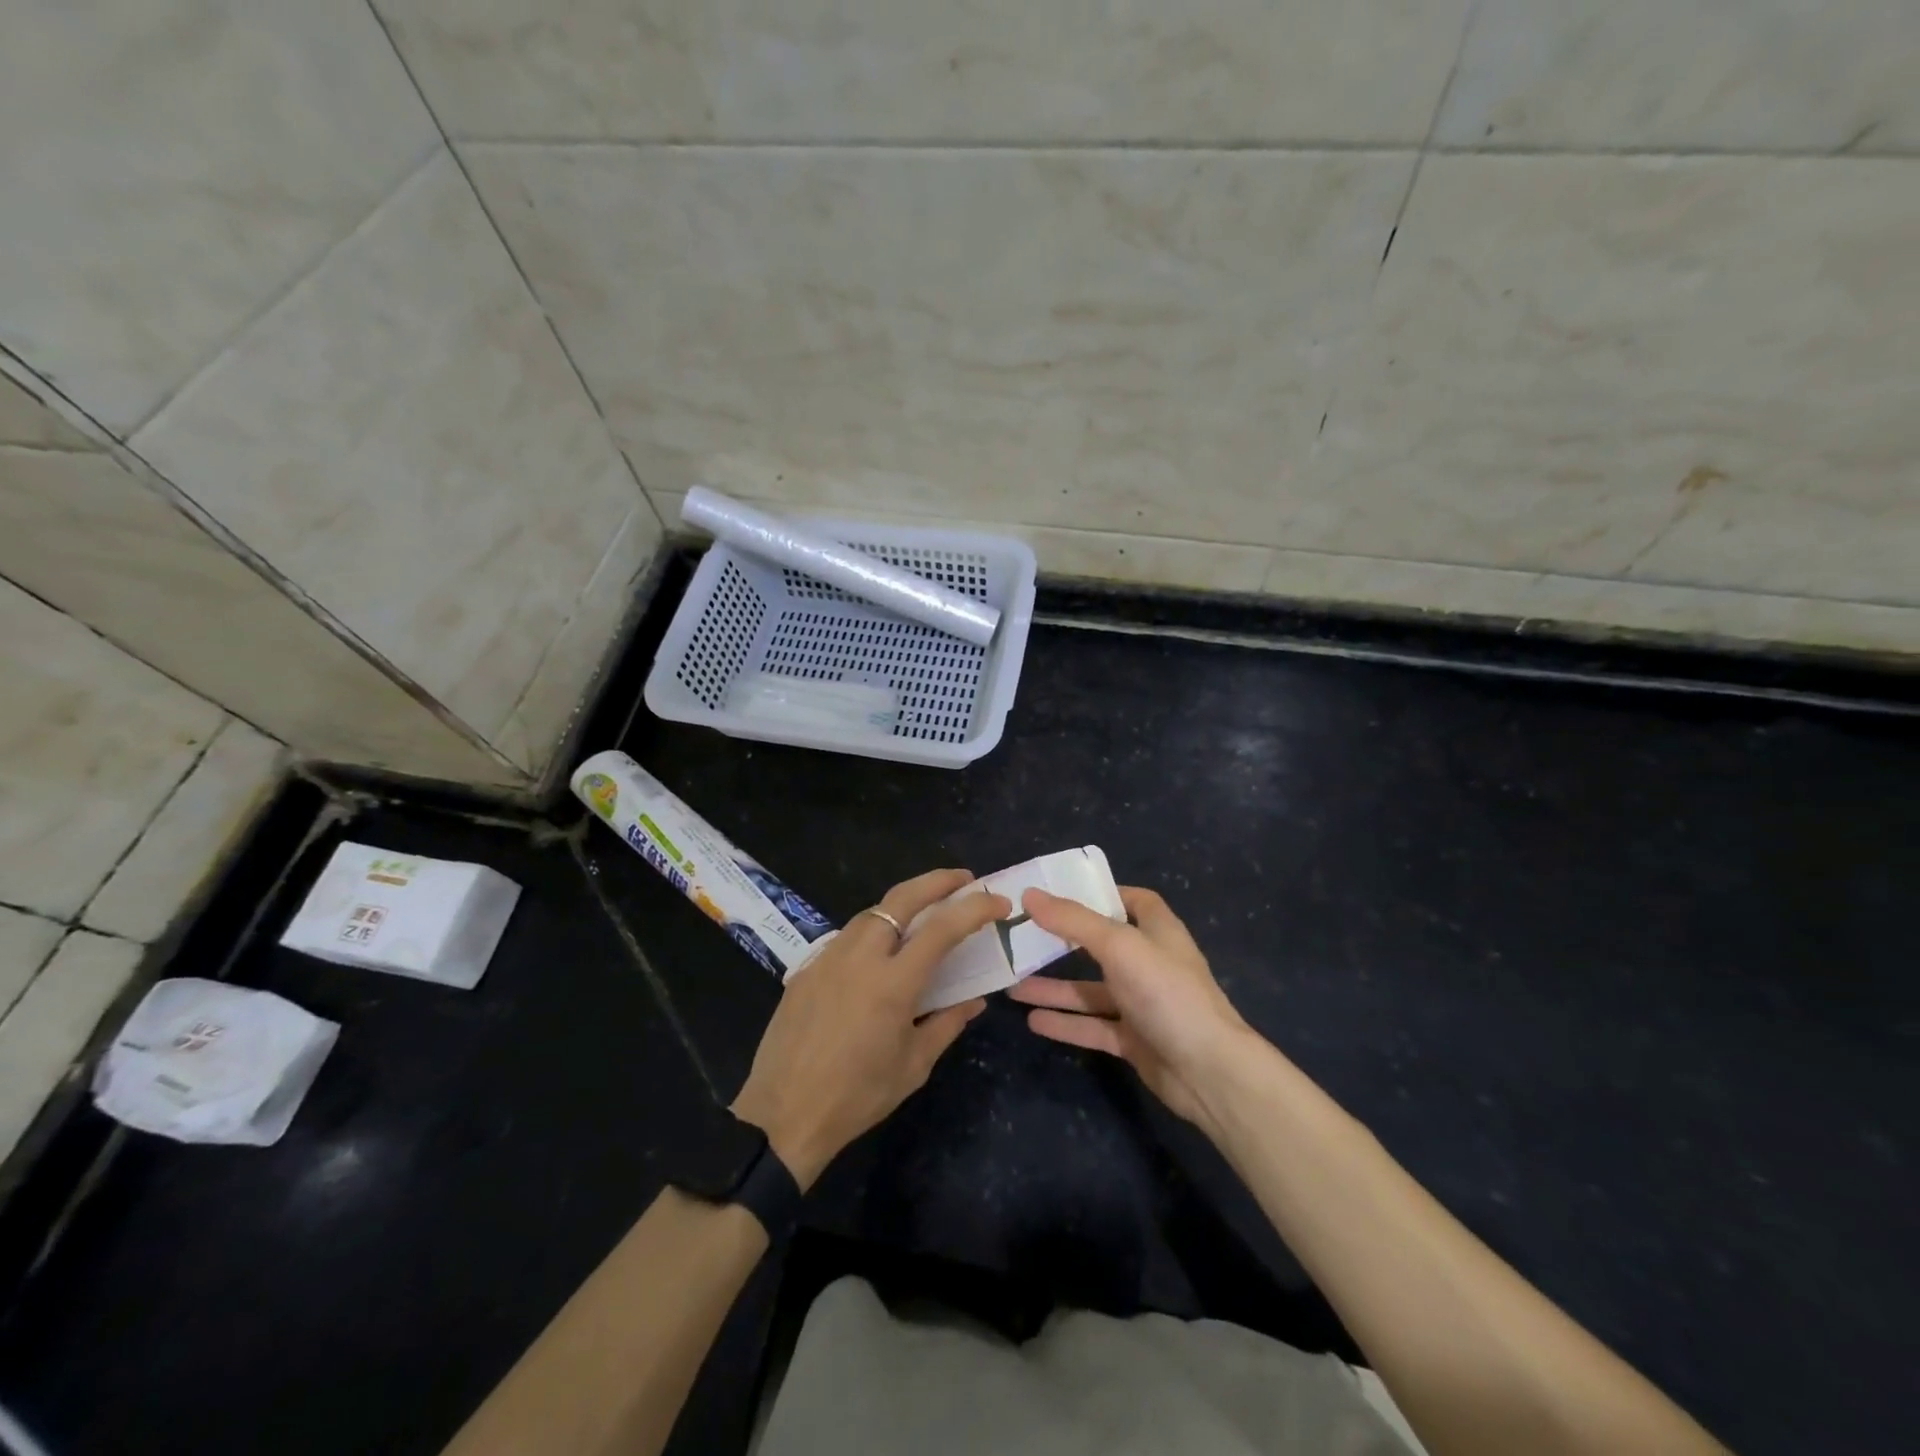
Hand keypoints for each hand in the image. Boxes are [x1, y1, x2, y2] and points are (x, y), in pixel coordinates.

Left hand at [732, 869, 1009, 1187]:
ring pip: (872, 912)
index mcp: (893, 983)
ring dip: (903, 903)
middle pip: (902, 898)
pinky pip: (848, 936)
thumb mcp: (914, 1065)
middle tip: (964, 879)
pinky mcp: (807, 968)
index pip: (942, 929)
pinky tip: (881, 949)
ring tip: (925, 911)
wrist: (783, 1115)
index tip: (999, 904)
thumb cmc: (857, 1096)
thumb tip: (975, 999)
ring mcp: (829, 958)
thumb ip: (947, 1023)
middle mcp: (860, 957)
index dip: (975, 909)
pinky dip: (874, 929)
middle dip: (938, 880)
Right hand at [1008, 886, 1253, 1130]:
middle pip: (1102, 945)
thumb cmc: (1167, 993)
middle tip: (1022, 938)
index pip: (1132, 900)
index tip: (1061, 892)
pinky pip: (1093, 1026)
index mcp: (1157, 931)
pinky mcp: (1135, 1040)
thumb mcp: (1118, 946)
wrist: (1209, 1072)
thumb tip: (1030, 893)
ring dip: (1055, 988)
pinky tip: (1033, 1021)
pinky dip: (1066, 1023)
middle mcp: (1150, 963)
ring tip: (1012, 986)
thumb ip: (1073, 921)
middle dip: (1064, 942)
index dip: (1101, 894)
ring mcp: (1143, 1004)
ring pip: (1091, 990)